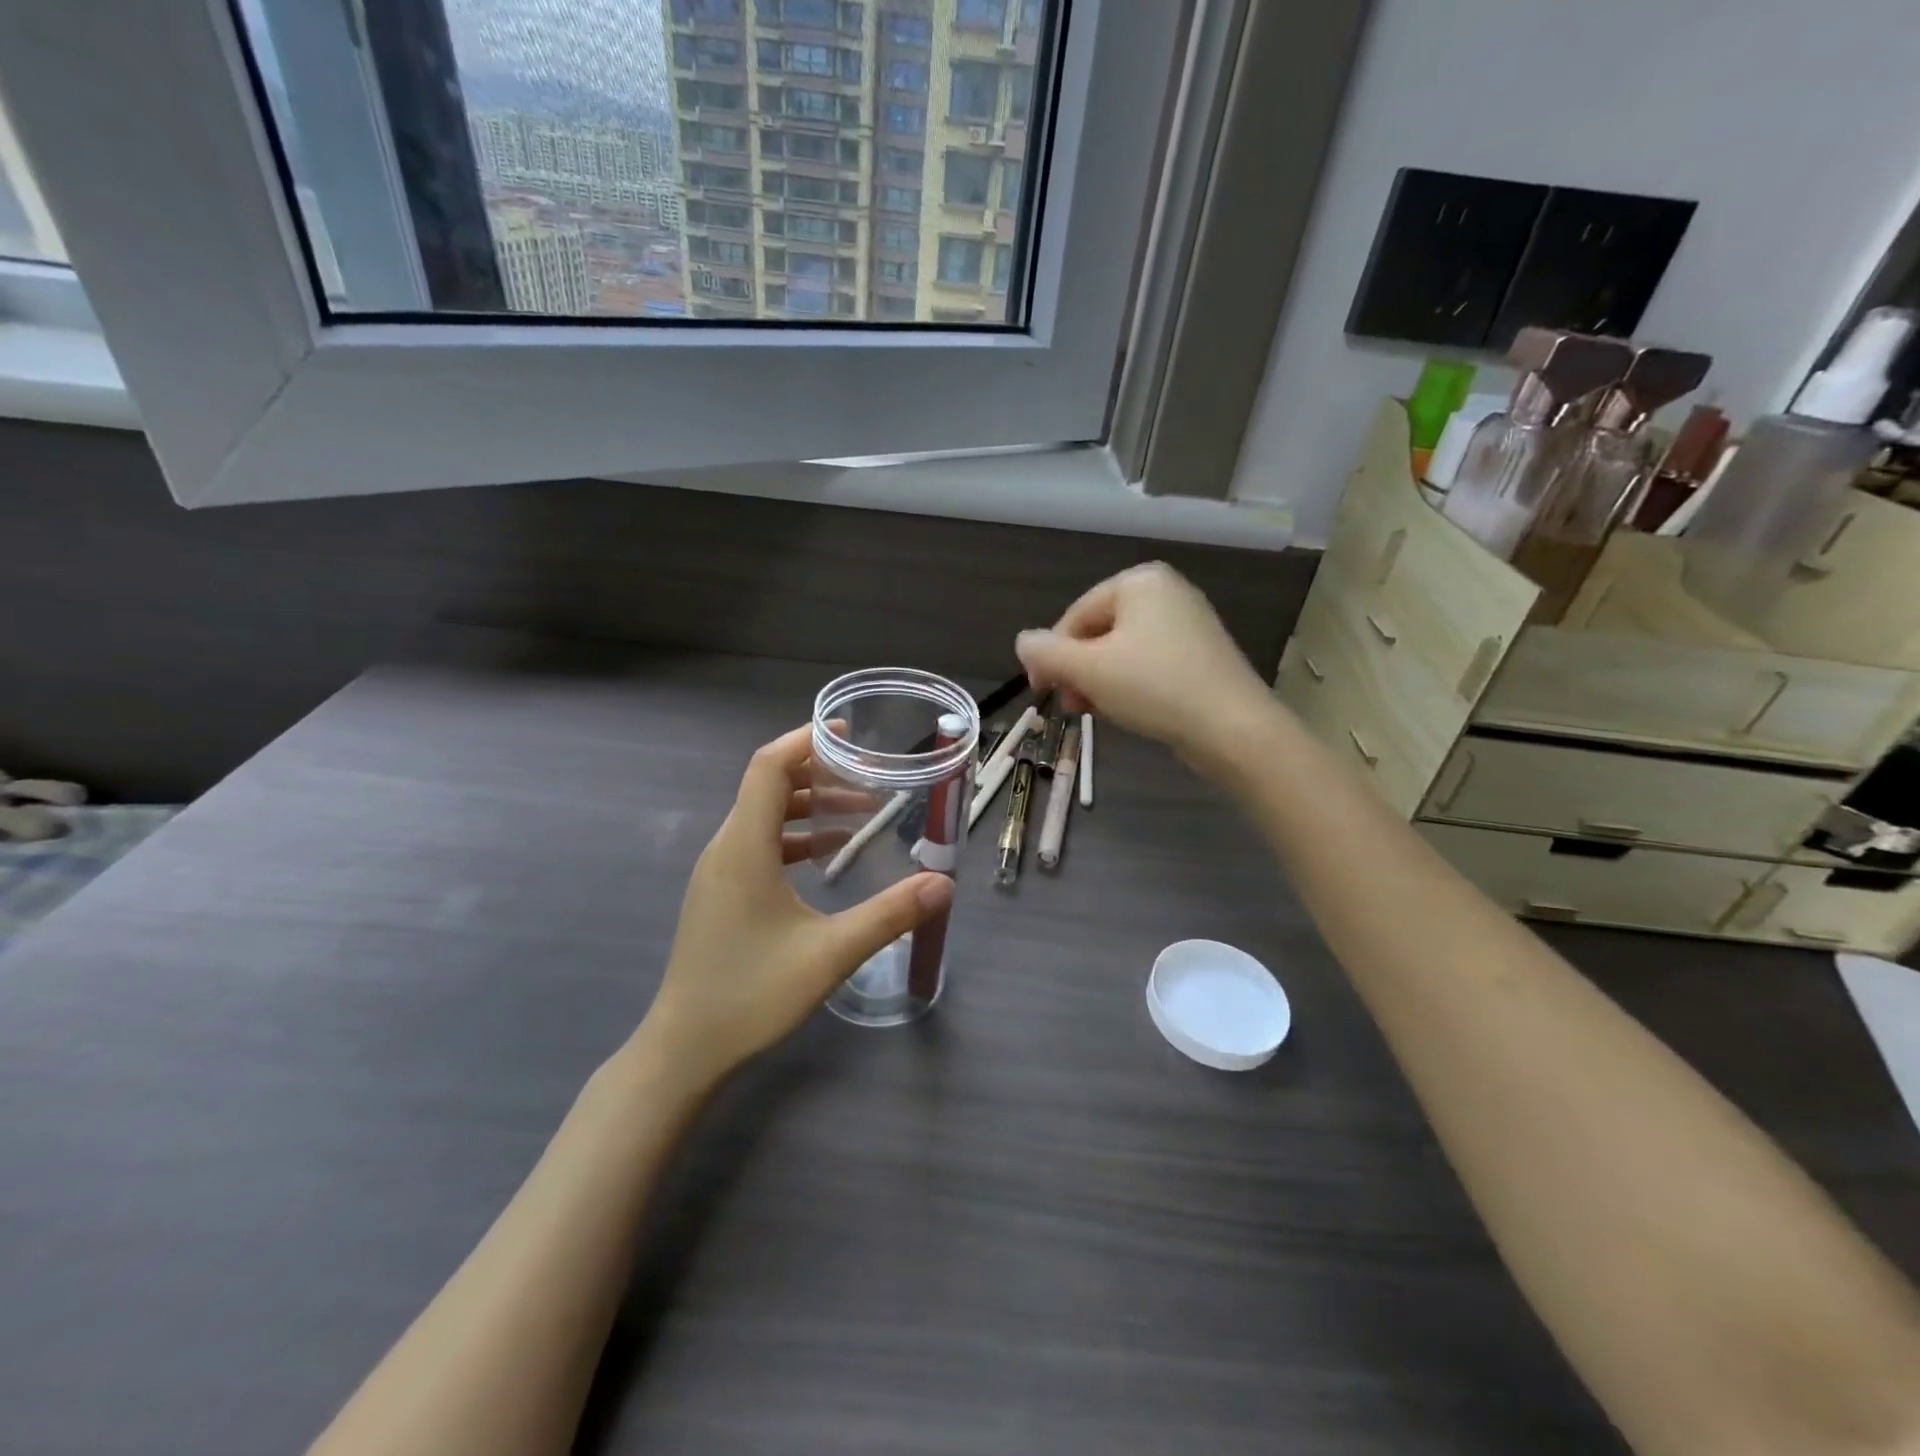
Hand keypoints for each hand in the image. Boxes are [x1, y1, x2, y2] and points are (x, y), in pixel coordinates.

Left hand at [635, 724, 953, 1089]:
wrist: (685, 1048)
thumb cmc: (751, 994)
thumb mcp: (830, 953)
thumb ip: (889, 914)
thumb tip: (944, 883)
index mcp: (744, 847)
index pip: (768, 767)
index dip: (805, 740)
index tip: (847, 733)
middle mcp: (725, 847)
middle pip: (767, 786)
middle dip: (818, 772)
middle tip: (867, 775)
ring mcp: (718, 871)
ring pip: (763, 816)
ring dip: (808, 806)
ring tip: (858, 813)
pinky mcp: (720, 893)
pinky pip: (758, 843)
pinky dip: (794, 835)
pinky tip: (827, 855)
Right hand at [1016, 563, 1275, 771]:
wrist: (1232, 728)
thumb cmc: (1154, 687)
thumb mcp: (1088, 669)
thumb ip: (1046, 652)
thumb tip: (1023, 642)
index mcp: (1140, 581)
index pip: (1075, 615)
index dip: (1051, 654)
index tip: (1042, 690)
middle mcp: (1167, 593)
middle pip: (1099, 632)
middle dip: (1077, 670)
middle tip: (1071, 706)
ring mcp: (1188, 624)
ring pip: (1122, 652)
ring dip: (1099, 682)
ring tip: (1096, 712)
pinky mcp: (1201, 655)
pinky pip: (1149, 664)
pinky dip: (1129, 685)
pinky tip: (1126, 711)